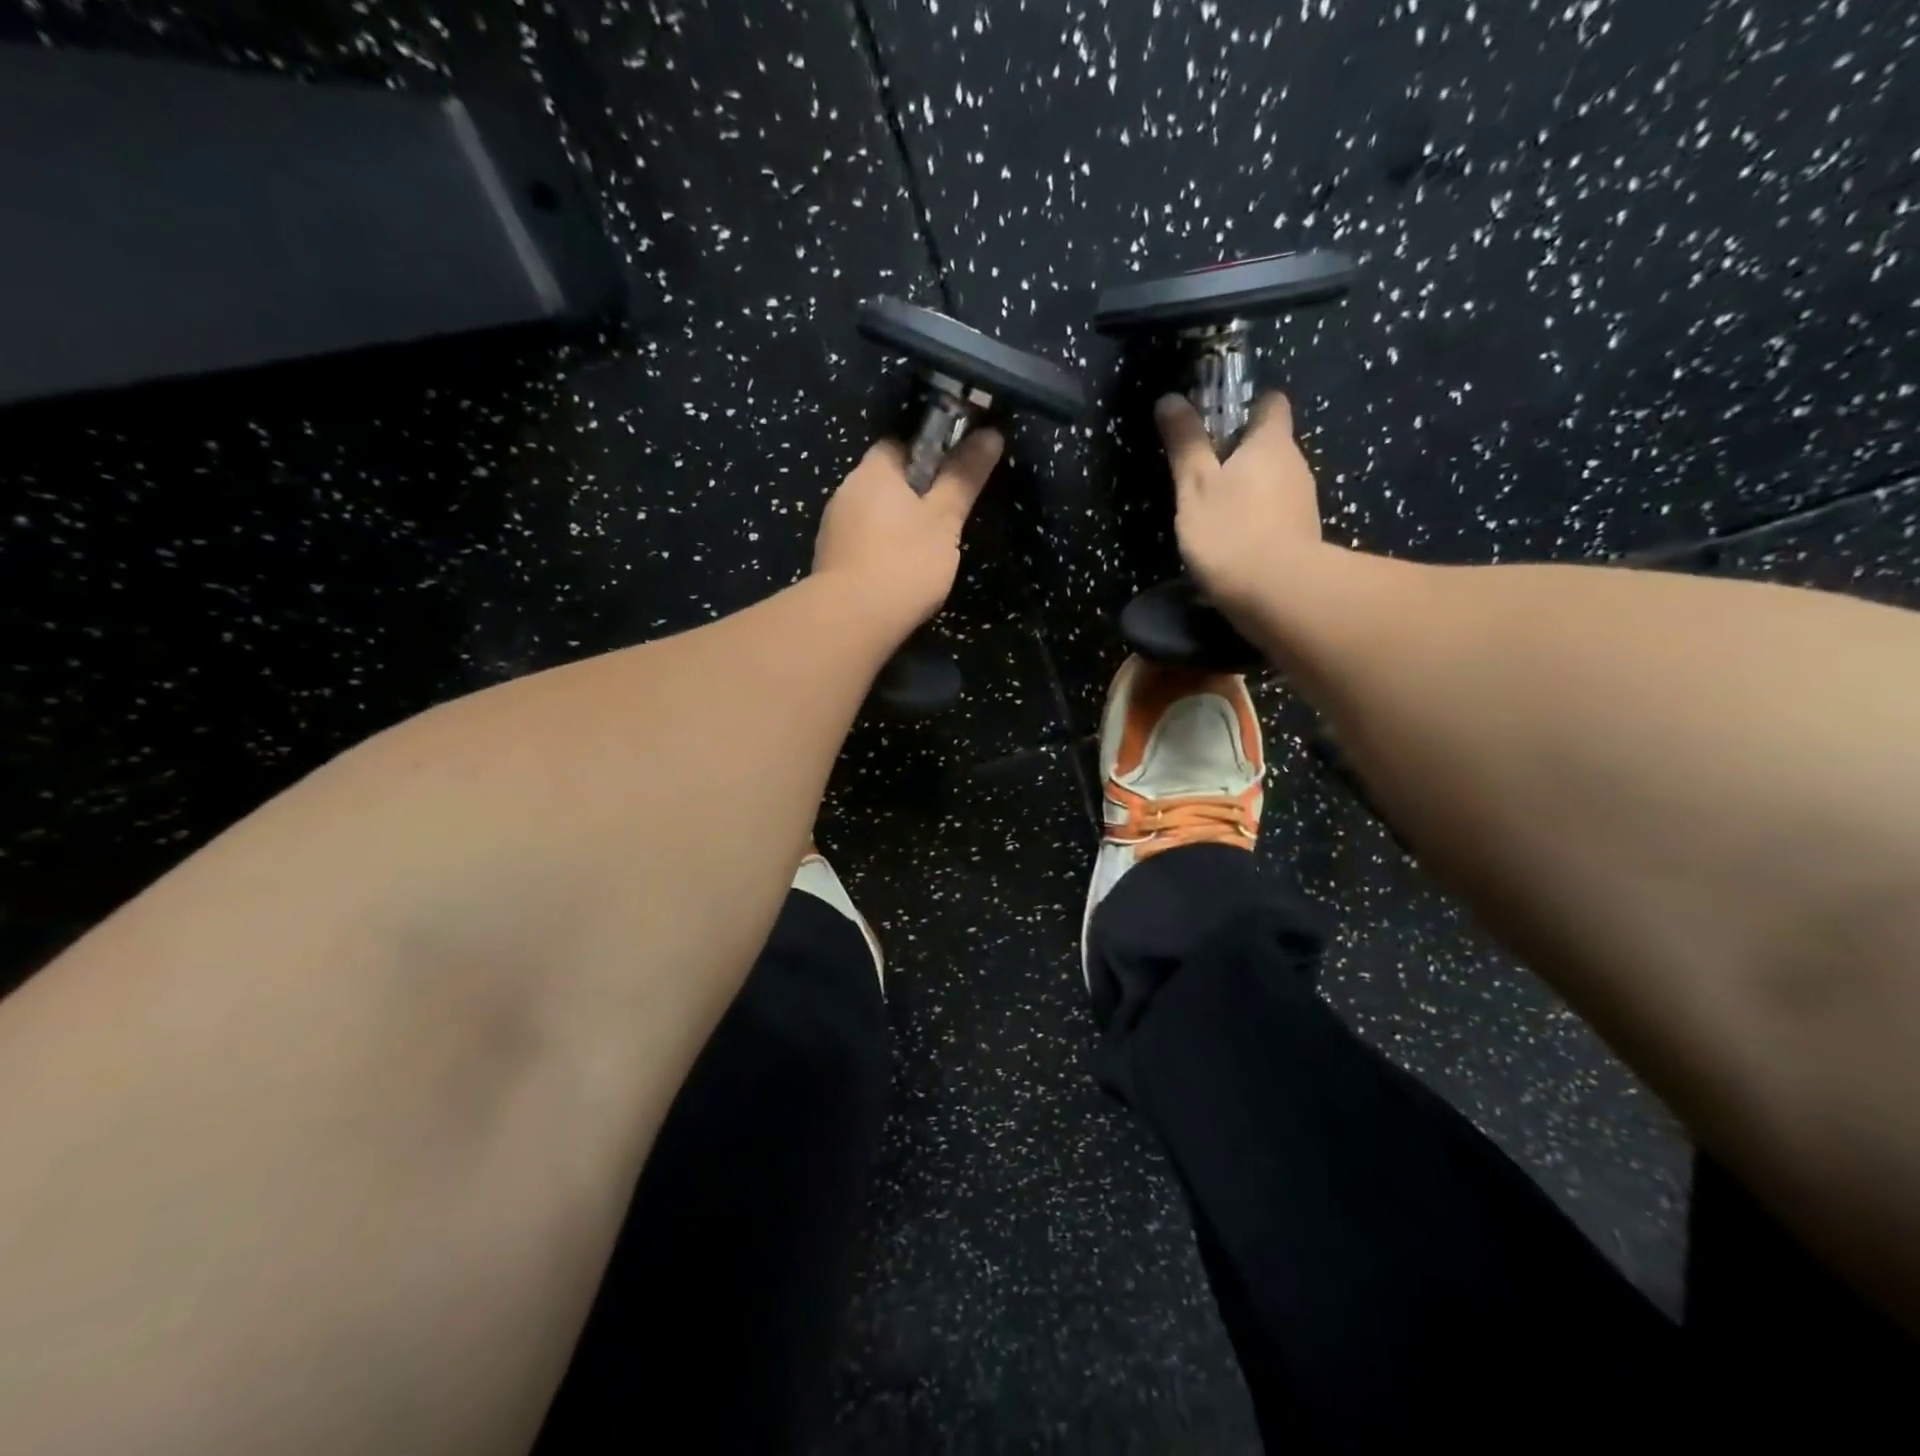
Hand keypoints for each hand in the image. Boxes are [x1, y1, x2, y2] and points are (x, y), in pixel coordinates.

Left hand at [813, 427, 1004, 629]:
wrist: (851, 620)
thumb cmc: (905, 562)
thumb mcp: (945, 519)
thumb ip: (965, 477)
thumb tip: (990, 434)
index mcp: (873, 471)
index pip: (899, 446)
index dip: (929, 456)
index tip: (951, 480)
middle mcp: (846, 491)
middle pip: (885, 482)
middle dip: (913, 496)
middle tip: (944, 521)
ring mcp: (832, 528)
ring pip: (872, 515)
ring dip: (895, 526)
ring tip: (924, 554)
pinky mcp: (829, 561)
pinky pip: (861, 544)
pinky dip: (880, 552)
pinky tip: (898, 575)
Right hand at [1157, 392, 1325, 615]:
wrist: (1276, 594)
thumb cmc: (1230, 530)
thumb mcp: (1194, 485)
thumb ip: (1185, 443)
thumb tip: (1170, 398)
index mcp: (1271, 442)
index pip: (1271, 404)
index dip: (1247, 406)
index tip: (1219, 421)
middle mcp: (1296, 465)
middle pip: (1271, 446)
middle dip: (1241, 454)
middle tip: (1203, 474)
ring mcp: (1304, 503)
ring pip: (1273, 483)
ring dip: (1248, 491)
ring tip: (1213, 514)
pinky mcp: (1303, 538)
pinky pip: (1276, 515)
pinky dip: (1256, 521)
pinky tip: (1232, 543)